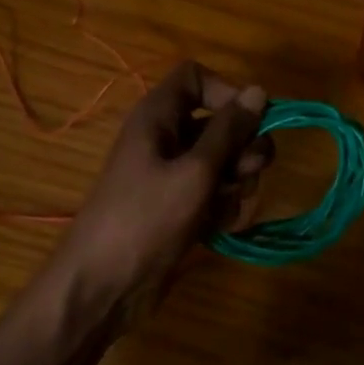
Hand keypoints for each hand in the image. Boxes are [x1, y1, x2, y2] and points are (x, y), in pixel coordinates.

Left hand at [54, 62, 269, 309]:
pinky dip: (224, 208)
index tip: (248, 122)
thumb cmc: (145, 220)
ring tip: (225, 209)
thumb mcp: (194, 172)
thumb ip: (230, 131)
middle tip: (246, 173)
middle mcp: (166, 139)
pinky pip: (216, 194)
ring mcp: (173, 176)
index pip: (196, 78)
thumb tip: (259, 90)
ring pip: (224, 162)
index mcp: (158, 117)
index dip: (225, 92)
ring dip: (236, 183)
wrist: (104, 286)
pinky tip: (220, 228)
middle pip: (219, 123)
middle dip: (242, 147)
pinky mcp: (181, 209)